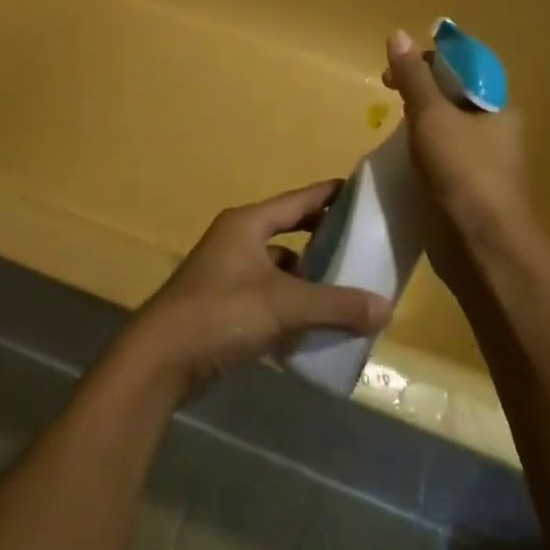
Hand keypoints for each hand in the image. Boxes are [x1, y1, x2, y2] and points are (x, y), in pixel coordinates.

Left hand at [122, 182, 391, 396]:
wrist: (163, 358)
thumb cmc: (220, 313)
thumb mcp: (282, 305)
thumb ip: (333, 305)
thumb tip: (386, 307)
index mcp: (247, 223)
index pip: (296, 201)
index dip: (327, 195)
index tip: (359, 191)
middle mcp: (237, 239)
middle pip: (287, 230)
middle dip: (321, 236)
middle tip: (360, 242)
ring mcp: (228, 271)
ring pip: (278, 264)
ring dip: (307, 274)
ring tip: (345, 286)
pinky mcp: (225, 303)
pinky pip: (268, 292)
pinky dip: (291, 301)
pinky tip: (315, 321)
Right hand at [383, 29, 534, 267]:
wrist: (483, 249)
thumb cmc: (463, 171)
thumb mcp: (431, 115)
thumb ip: (414, 76)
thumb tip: (398, 33)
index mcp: (498, 107)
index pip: (463, 67)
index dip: (429, 60)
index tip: (398, 69)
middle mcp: (496, 130)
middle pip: (452, 94)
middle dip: (418, 89)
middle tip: (388, 93)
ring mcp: (484, 162)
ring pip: (445, 126)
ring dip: (417, 121)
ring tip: (391, 126)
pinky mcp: (469, 189)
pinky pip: (441, 156)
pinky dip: (420, 150)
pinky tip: (401, 158)